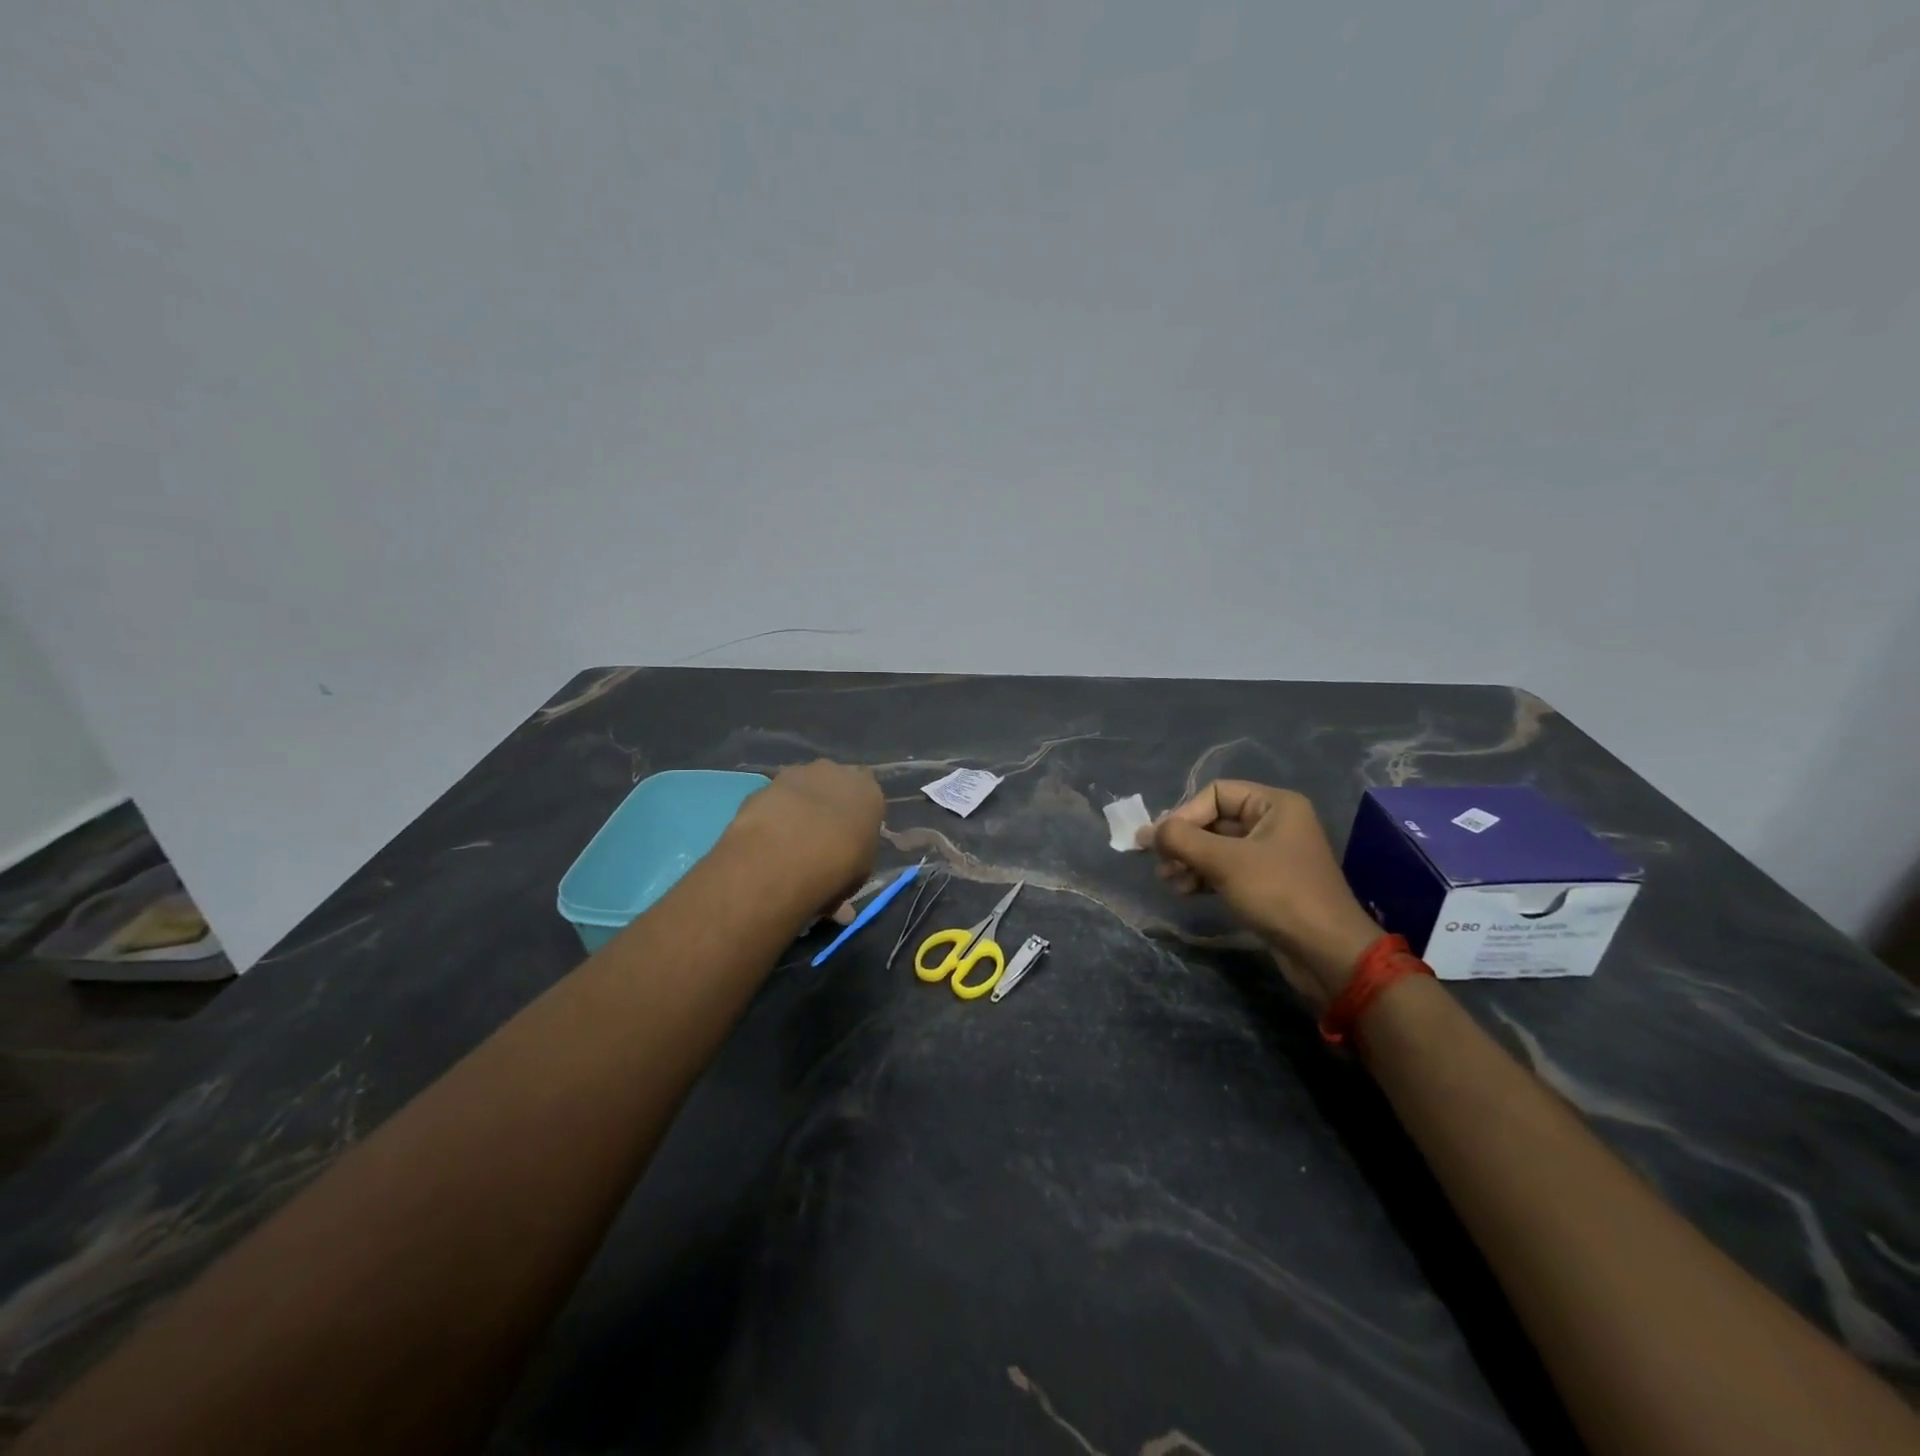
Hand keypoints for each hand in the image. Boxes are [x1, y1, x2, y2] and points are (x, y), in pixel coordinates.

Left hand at [725, 760, 883, 913]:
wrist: (787, 853)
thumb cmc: (839, 866)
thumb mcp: (856, 879)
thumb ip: (850, 877)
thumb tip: (841, 907)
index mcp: (870, 792)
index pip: (868, 797)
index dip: (857, 818)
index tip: (850, 840)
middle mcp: (837, 773)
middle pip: (834, 785)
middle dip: (827, 806)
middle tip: (818, 841)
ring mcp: (798, 774)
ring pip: (801, 789)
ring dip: (797, 809)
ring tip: (787, 845)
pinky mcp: (765, 784)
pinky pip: (774, 800)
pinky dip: (771, 816)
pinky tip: (766, 842)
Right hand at [1144, 780, 1381, 1009]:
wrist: (1326, 953)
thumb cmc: (1278, 893)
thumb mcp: (1225, 862)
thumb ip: (1182, 840)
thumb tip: (1146, 831)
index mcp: (1274, 805)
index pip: (1216, 793)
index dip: (1185, 814)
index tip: (1161, 841)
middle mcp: (1274, 823)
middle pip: (1214, 820)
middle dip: (1184, 841)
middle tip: (1159, 863)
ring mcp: (1271, 855)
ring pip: (1216, 847)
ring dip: (1188, 861)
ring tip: (1168, 881)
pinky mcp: (1266, 884)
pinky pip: (1226, 869)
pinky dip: (1203, 876)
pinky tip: (1184, 891)